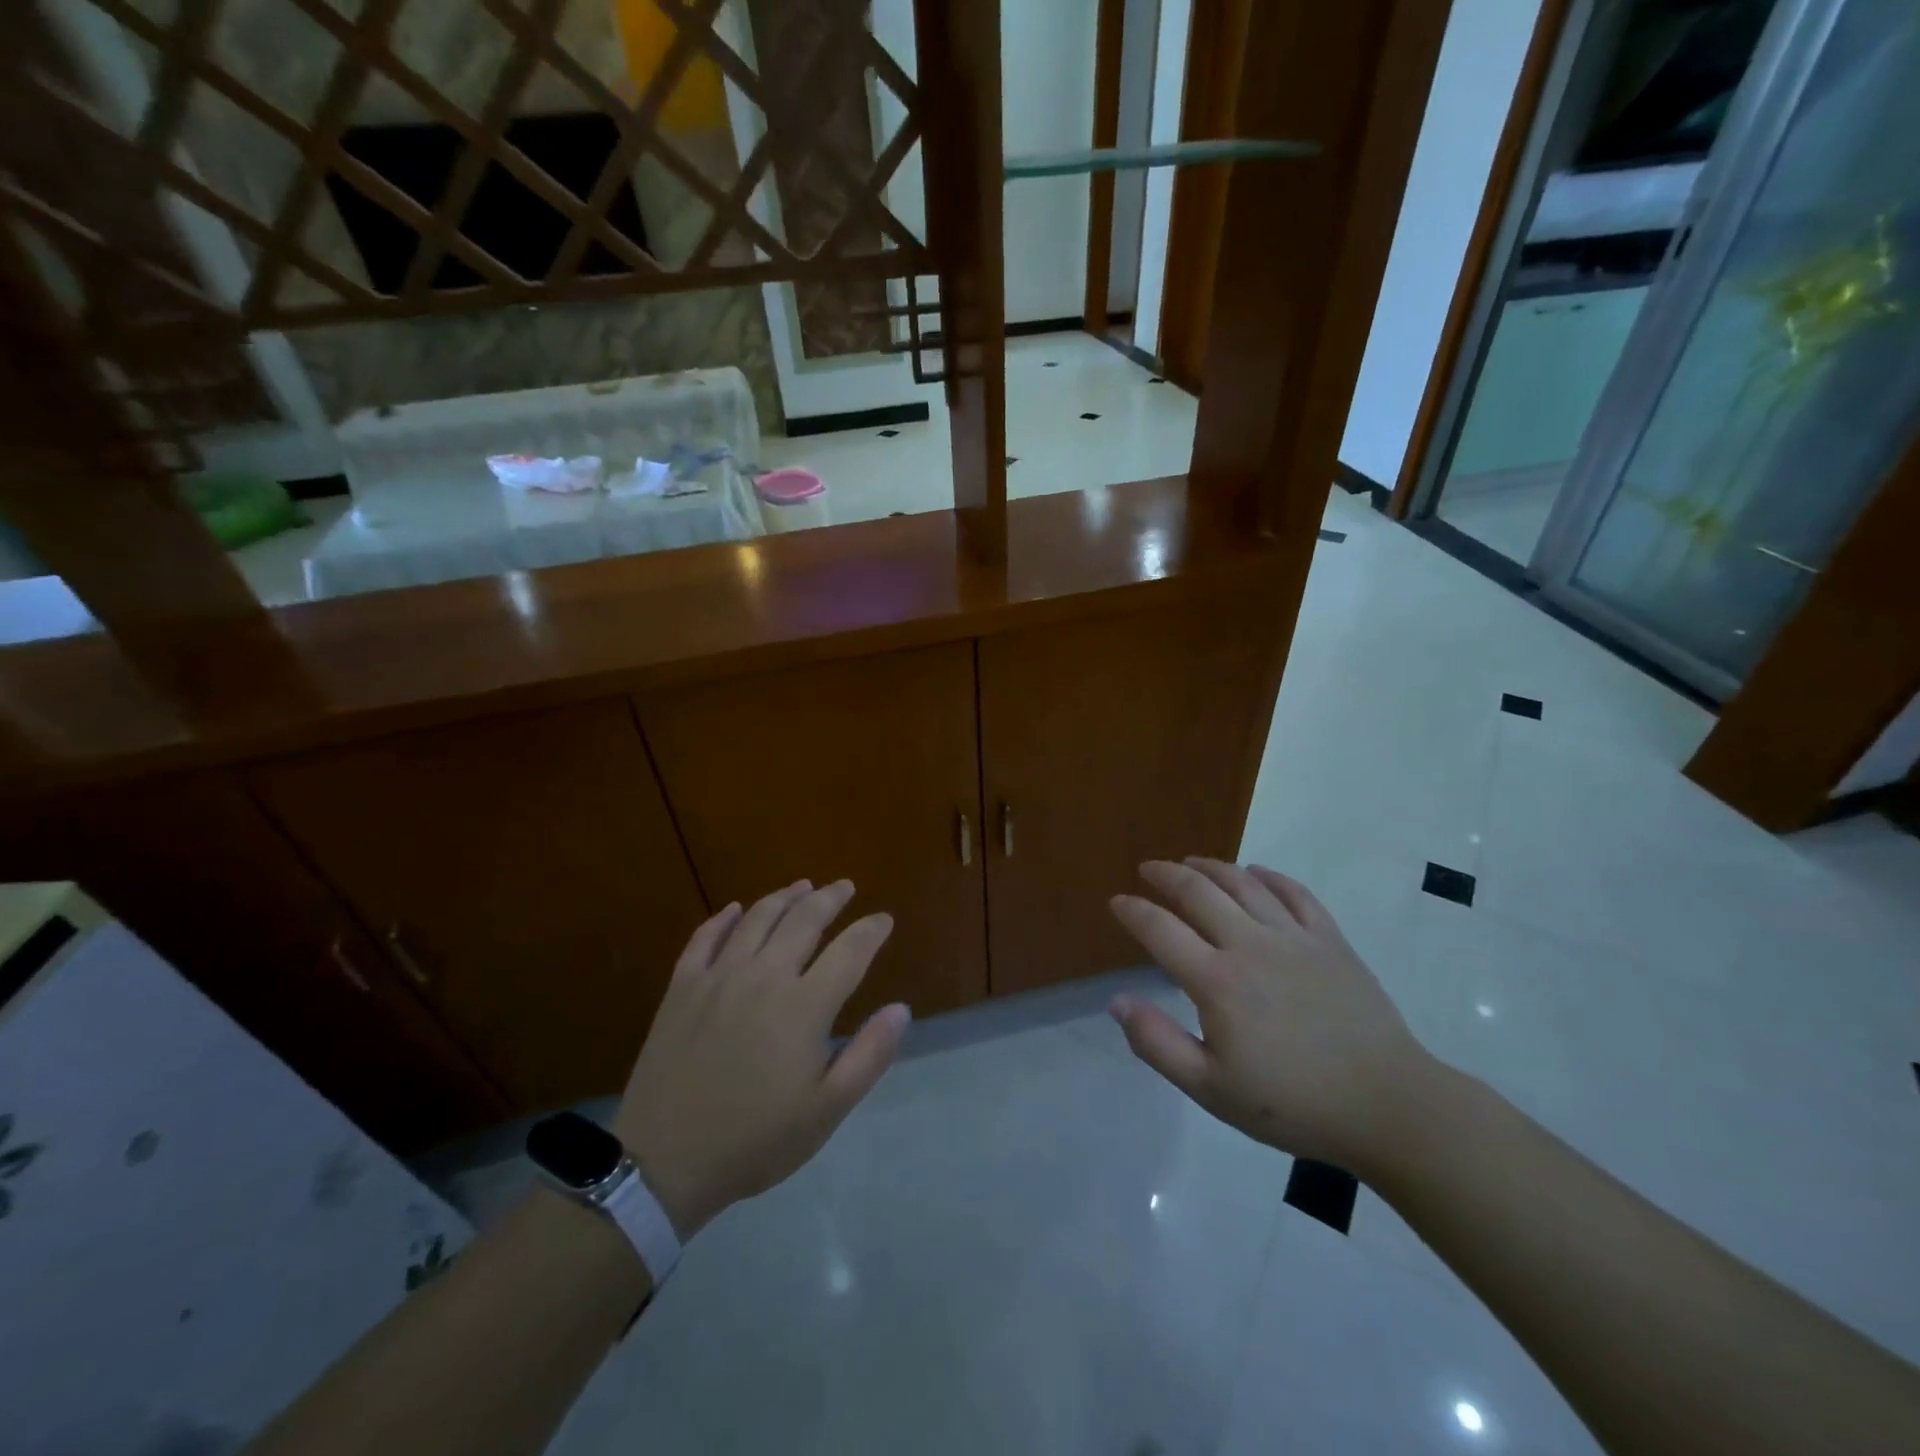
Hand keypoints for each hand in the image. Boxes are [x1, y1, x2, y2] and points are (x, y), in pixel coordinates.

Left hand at [612, 880, 908, 1237]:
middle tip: (845, 887)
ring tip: (802, 886)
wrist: (665, 1162)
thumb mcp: (826, 1110)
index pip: (849, 951)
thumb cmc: (756, 1140)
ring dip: (784, 897)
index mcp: (804, 1006)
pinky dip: (723, 918)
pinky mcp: (682, 987)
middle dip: (830, 898)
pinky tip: (735, 909)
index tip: (884, 919)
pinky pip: (704, 937)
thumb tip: (900, 1009)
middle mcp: (763, 977)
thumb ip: (869, 1055)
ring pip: (757, 918)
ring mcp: (718, 977)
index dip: (871, 930)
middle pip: (803, 920)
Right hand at [1108, 858, 1436, 1175]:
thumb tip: (1117, 1002)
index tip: (1117, 902)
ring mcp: (1294, 938)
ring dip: (1211, 866)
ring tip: (1191, 861)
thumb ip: (1158, 1044)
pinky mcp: (1331, 940)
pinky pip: (1296, 894)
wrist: (1388, 1106)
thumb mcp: (1211, 1089)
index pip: (1160, 930)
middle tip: (1147, 868)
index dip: (1133, 911)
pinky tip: (1256, 873)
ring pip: (1244, 883)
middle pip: (1198, 891)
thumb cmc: (1293, 1104)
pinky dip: (1270, 876)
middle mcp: (1250, 945)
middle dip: (1166, 874)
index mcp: (1217, 981)